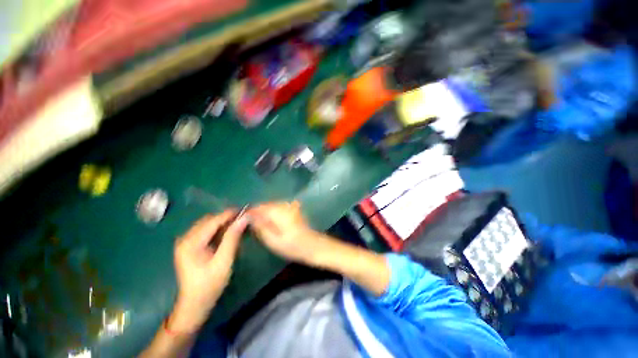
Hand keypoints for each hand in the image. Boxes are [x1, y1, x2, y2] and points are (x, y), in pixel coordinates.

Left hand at [169, 210, 247, 332]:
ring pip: (208, 224)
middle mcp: (185, 238)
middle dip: (226, 218)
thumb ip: (232, 238)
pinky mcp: (190, 246)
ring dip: (223, 223)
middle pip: (209, 220)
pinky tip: (228, 234)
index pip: (213, 221)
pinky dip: (218, 230)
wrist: (195, 304)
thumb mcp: (223, 261)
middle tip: (243, 220)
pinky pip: (206, 231)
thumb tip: (244, 219)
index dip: (230, 214)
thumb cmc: (209, 284)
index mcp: (190, 243)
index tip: (245, 211)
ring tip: (238, 226)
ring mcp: (186, 242)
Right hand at [248, 201, 328, 264]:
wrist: (312, 245)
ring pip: (272, 206)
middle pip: (266, 205)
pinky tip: (272, 222)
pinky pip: (279, 208)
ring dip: (265, 212)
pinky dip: (273, 213)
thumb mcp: (273, 240)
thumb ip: (260, 227)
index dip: (250, 213)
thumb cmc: (292, 246)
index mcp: (278, 212)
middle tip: (250, 224)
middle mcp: (284, 205)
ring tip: (260, 224)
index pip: (259, 207)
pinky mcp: (294, 210)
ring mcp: (290, 206)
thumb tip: (249, 217)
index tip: (242, 220)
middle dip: (257, 212)